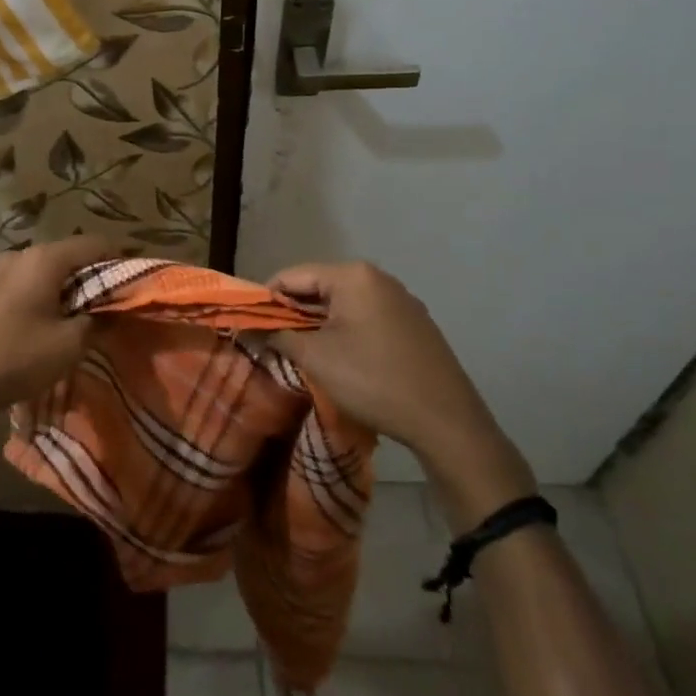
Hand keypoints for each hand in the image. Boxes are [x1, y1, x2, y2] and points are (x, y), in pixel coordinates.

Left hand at [0, 234, 116, 430]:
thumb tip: (111, 314)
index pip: (94, 244)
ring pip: (40, 270)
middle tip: (104, 307)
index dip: (119, 260)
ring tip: (71, 319)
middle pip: (66, 255)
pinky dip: (37, 295)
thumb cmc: (17, 359)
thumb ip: (97, 322)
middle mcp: (18, 254)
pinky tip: (37, 324)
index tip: (131, 284)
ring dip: (61, 288)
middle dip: (89, 277)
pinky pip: (19, 284)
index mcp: (43, 259)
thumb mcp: (70, 345)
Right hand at [267, 261, 535, 530]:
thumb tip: (253, 329)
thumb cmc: (373, 380)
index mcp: (353, 275)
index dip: (266, 299)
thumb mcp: (316, 358)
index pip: (293, 276)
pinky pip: (367, 317)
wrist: (446, 421)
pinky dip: (346, 331)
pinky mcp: (414, 324)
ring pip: (343, 304)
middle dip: (293, 313)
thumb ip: (279, 337)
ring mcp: (401, 300)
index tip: (249, 324)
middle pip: (319, 287)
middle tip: (272, 341)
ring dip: (319, 324)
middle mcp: (378, 278)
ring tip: (302, 352)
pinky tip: (341, 358)